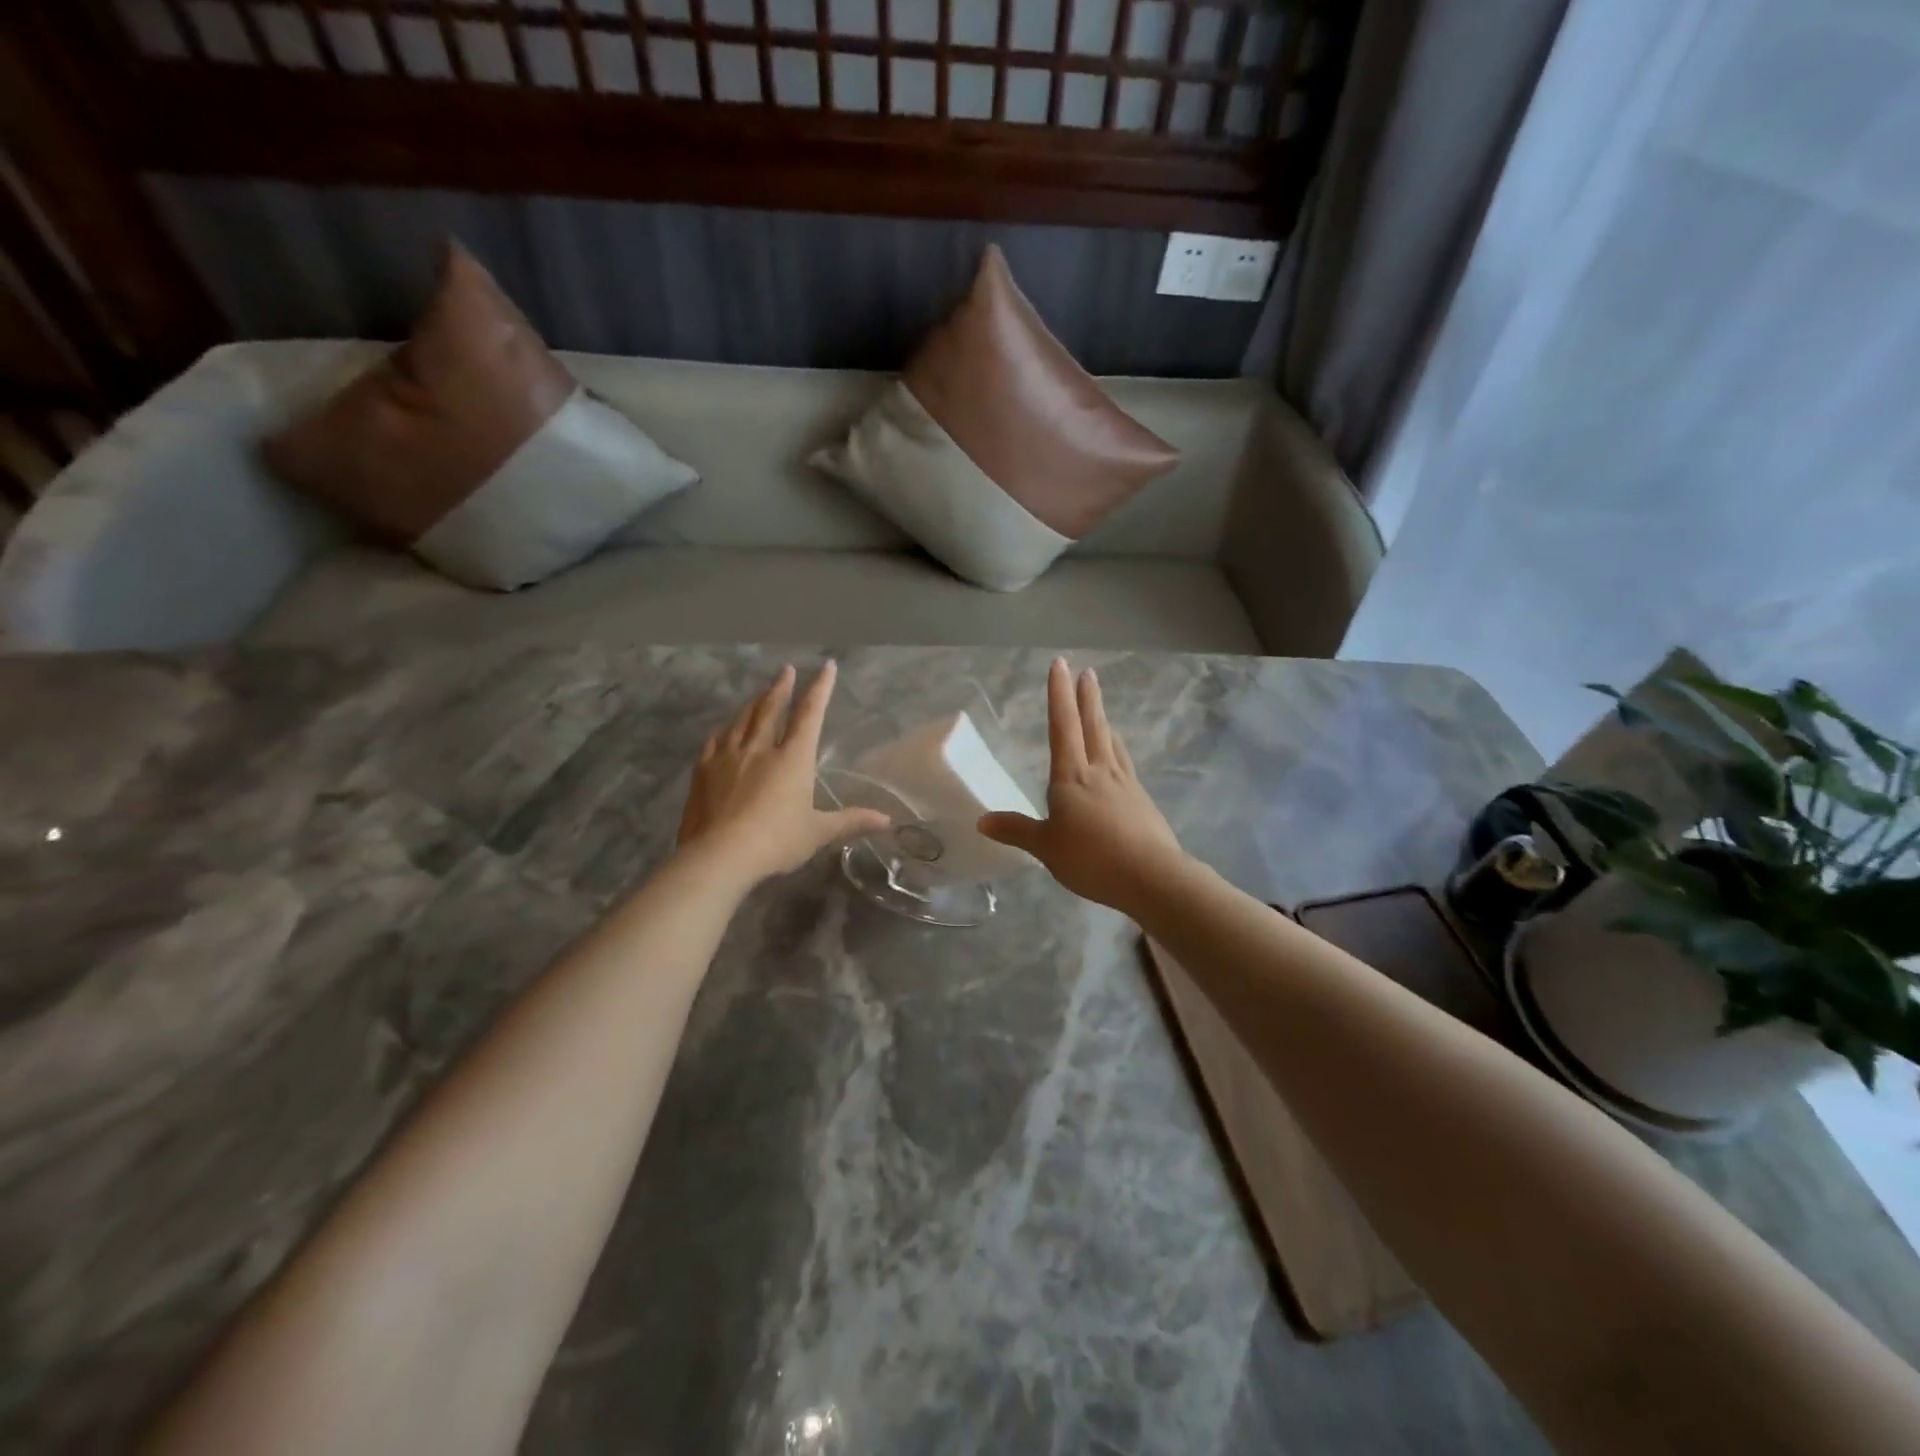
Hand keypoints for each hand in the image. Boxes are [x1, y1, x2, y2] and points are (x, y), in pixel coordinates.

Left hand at [678, 662, 888, 884]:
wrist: (719, 855)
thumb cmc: (777, 842)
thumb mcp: (818, 833)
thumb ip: (850, 821)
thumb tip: (887, 820)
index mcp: (793, 758)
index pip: (810, 714)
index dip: (820, 689)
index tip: (827, 667)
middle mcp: (761, 748)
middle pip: (771, 708)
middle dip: (781, 687)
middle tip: (785, 670)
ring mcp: (728, 756)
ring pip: (742, 720)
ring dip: (753, 703)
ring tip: (759, 694)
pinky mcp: (703, 770)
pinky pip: (715, 741)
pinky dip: (724, 730)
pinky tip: (723, 730)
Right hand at [978, 658, 1187, 909]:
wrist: (1151, 877)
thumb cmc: (1091, 858)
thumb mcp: (1045, 847)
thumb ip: (1016, 830)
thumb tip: (981, 820)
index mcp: (1071, 776)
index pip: (1062, 726)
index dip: (1059, 694)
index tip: (1060, 663)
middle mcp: (1100, 771)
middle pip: (1093, 726)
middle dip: (1087, 698)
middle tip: (1088, 672)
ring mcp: (1125, 785)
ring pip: (1112, 743)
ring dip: (1104, 721)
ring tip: (1101, 710)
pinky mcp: (1142, 802)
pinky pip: (1125, 766)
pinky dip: (1118, 752)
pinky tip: (1118, 759)